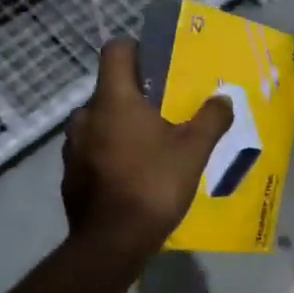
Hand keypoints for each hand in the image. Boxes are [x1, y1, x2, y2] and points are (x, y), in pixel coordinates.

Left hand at [62, 38, 233, 261]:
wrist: (111, 242)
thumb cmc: (153, 186)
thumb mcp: (193, 151)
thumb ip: (210, 119)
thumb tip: (223, 99)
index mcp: (113, 100)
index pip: (116, 50)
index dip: (137, 49)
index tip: (158, 64)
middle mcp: (86, 116)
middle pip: (110, 89)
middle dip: (136, 95)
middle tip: (166, 111)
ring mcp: (73, 146)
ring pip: (100, 122)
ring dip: (122, 126)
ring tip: (151, 146)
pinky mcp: (70, 174)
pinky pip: (92, 150)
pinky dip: (110, 153)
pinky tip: (133, 175)